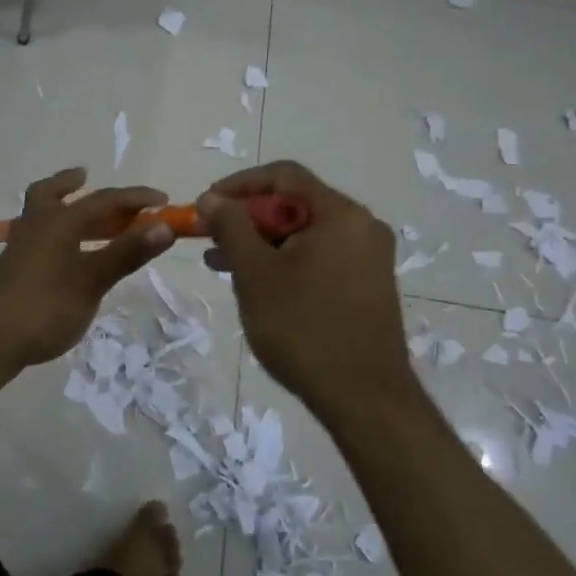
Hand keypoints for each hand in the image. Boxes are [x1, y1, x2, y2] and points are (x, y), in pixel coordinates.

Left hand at [0, 168, 176, 371]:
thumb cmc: (45, 307)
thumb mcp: (92, 281)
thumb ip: (126, 253)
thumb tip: (164, 226)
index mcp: (59, 221)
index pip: (104, 199)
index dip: (136, 198)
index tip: (164, 202)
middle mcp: (37, 224)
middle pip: (51, 193)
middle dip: (71, 183)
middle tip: (85, 177)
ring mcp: (21, 247)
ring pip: (39, 212)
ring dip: (59, 204)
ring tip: (79, 212)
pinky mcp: (14, 268)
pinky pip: (37, 234)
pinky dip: (54, 231)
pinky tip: (65, 252)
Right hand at [199, 162, 414, 420]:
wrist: (365, 400)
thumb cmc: (304, 329)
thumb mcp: (256, 274)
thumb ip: (231, 227)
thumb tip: (211, 197)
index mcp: (340, 214)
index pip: (284, 175)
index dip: (239, 184)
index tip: (207, 204)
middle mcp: (361, 227)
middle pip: (295, 204)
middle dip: (247, 219)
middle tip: (210, 239)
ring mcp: (368, 258)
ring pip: (304, 234)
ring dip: (262, 243)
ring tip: (221, 265)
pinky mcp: (367, 285)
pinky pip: (319, 257)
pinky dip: (285, 262)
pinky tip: (256, 284)